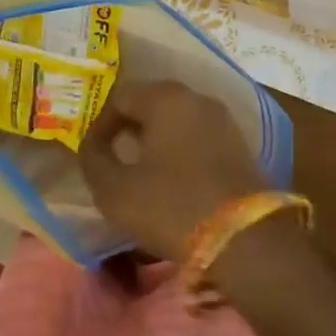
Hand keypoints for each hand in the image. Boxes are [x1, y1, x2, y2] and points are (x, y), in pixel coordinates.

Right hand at [79, 80, 267, 260]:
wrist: (244, 238)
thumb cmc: (171, 206)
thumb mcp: (115, 190)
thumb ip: (94, 160)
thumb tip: (92, 146)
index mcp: (165, 98)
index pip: (120, 97)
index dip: (100, 124)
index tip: (93, 154)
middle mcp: (196, 98)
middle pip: (152, 103)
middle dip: (129, 128)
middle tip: (115, 159)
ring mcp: (223, 120)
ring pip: (178, 120)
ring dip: (156, 140)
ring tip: (143, 172)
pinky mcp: (239, 144)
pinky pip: (199, 137)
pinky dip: (181, 150)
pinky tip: (174, 180)